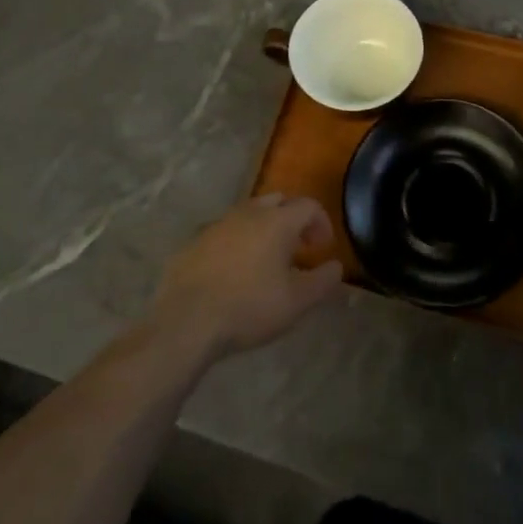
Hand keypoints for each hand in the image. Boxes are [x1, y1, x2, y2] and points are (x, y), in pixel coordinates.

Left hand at [151, 193, 344, 360]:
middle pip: (277, 202)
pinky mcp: (194, 241)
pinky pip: (223, 233)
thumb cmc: (249, 308)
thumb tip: (336, 267)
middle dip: (291, 220)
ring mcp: (218, 224)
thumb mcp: (296, 302)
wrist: (186, 321)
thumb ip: (323, 281)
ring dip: (262, 229)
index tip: (323, 248)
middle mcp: (248, 212)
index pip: (309, 206)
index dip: (321, 223)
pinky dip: (235, 243)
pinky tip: (232, 272)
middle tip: (296, 248)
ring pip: (248, 214)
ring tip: (265, 260)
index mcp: (277, 221)